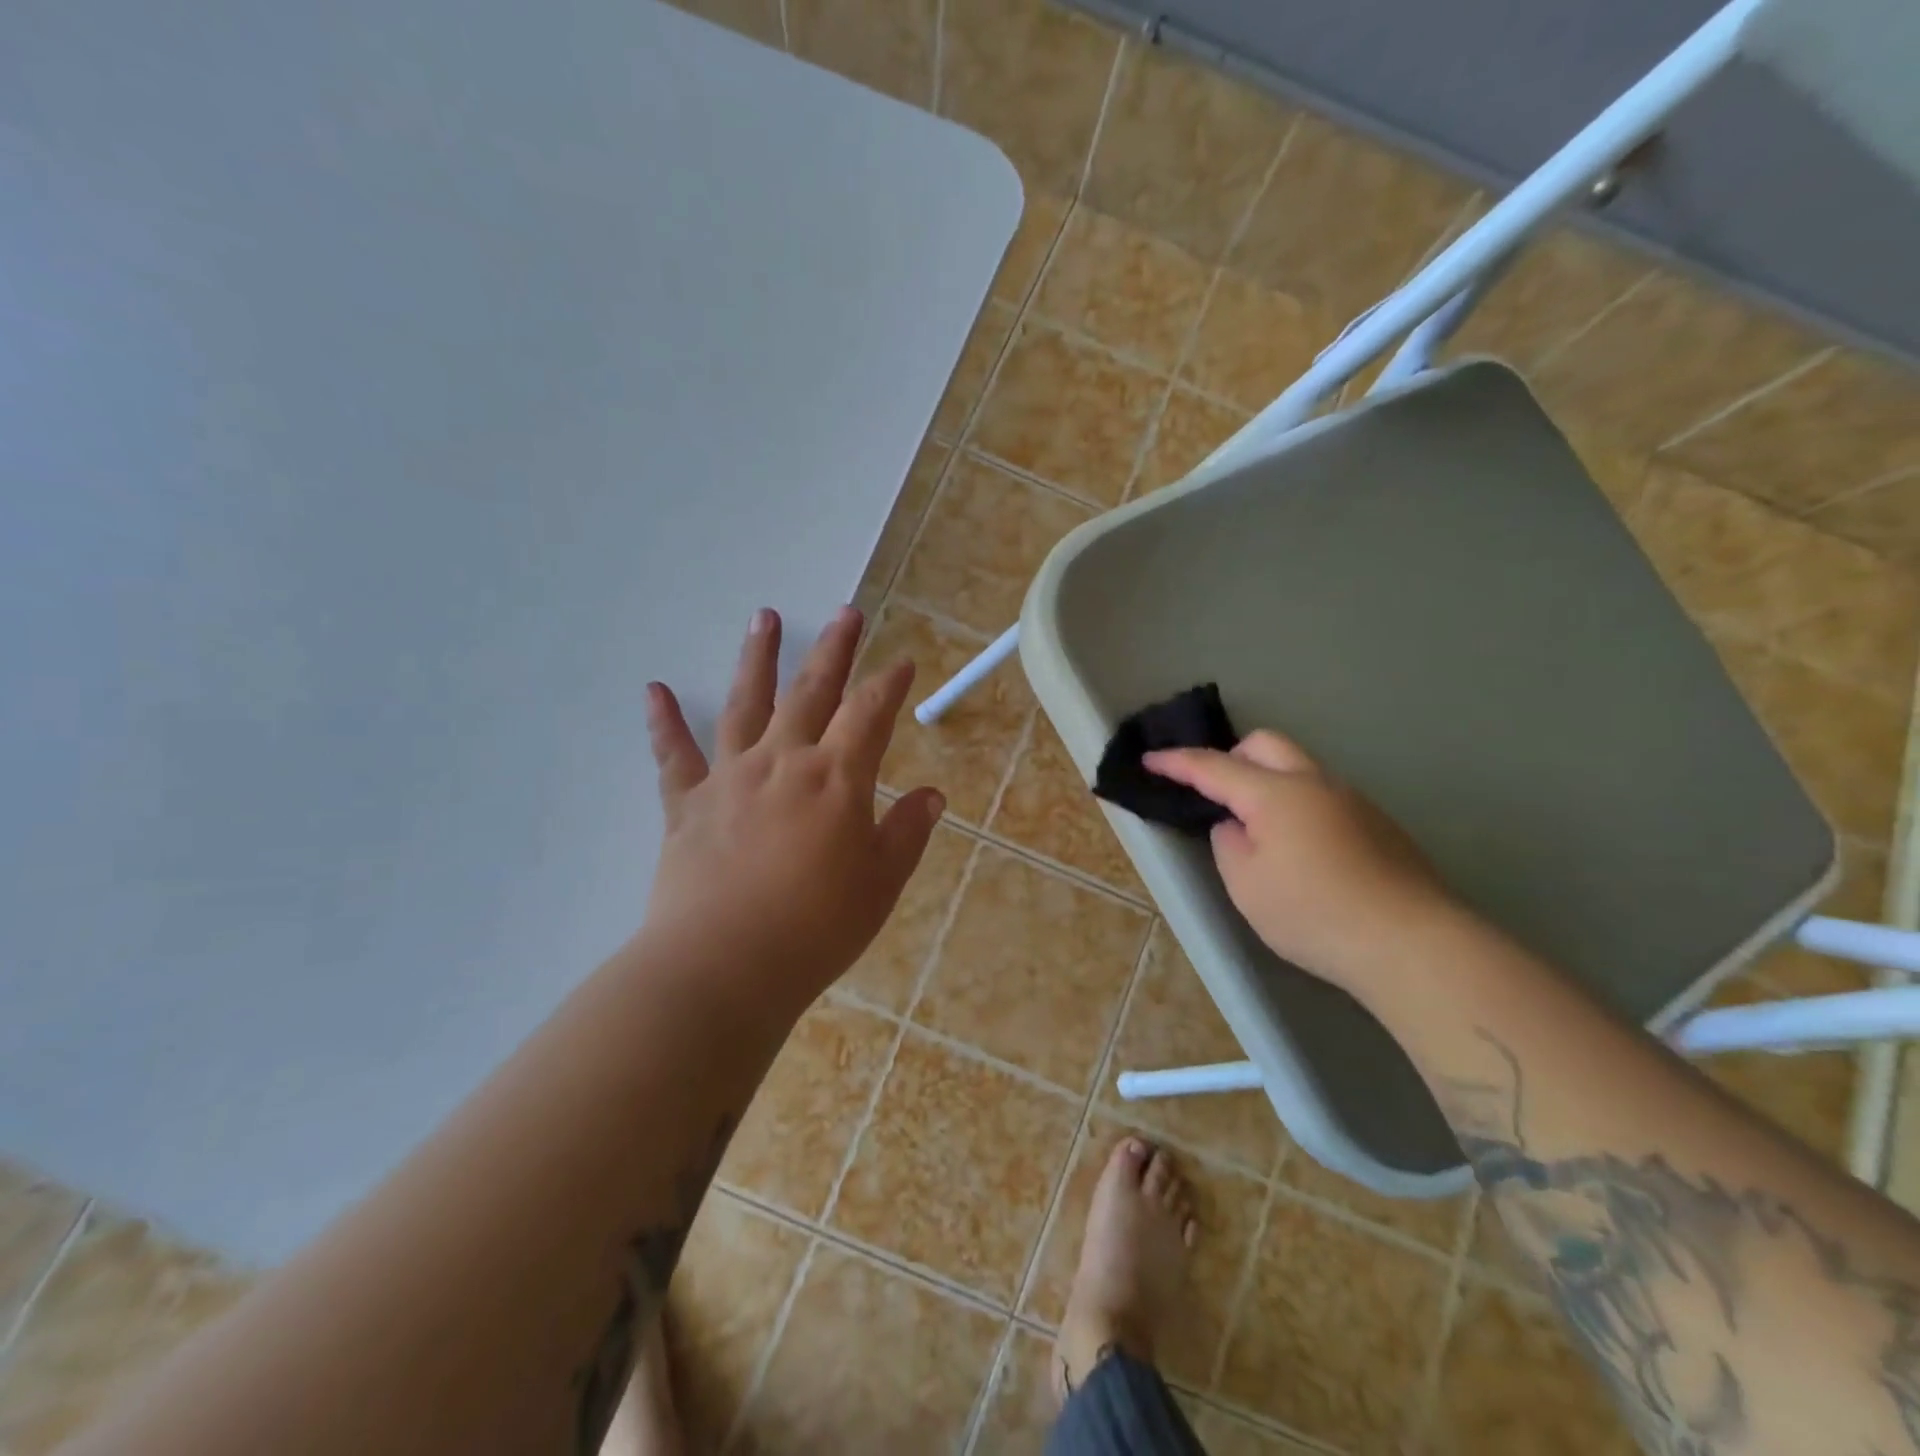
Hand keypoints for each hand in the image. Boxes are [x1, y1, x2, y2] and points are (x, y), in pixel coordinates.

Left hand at [641, 606, 942, 1009]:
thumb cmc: (816, 928)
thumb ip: (906, 832)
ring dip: (758, 659)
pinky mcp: (688, 805)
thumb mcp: (880, 884)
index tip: (902, 662)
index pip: (870, 714)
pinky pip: (674, 756)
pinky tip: (655, 690)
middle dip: (834, 650)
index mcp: (836, 778)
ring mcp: (731, 778)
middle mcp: (783, 761)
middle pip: (813, 691)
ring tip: (764, 617)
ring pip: (746, 704)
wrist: (724, 966)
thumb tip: (931, 796)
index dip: (889, 684)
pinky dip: (664, 723)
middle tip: (847, 613)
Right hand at [1146, 730, 1455, 988]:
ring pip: (1300, 769)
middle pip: (1265, 744)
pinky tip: (1303, 851)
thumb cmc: (1313, 913)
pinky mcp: (1378, 824)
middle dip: (1231, 757)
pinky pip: (1324, 796)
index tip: (1149, 759)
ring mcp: (1353, 800)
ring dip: (1269, 782)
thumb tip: (1238, 826)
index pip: (1213, 767)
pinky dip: (1299, 805)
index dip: (1177, 762)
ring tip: (1259, 830)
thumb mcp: (1246, 886)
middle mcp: (1315, 783)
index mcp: (1274, 793)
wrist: (1411, 943)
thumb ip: (1229, 844)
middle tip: (1215, 792)